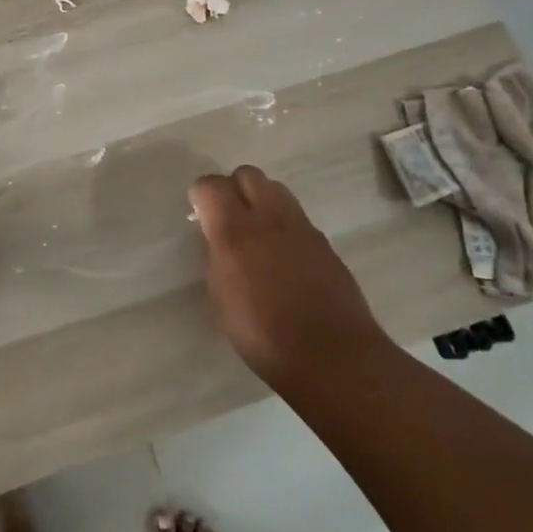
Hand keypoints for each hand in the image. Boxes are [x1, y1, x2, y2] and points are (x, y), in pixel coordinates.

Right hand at [189, 165, 388, 390]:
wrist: (333, 356)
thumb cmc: (263, 335)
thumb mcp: (221, 298)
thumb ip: (217, 258)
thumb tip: (219, 241)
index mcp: (234, 231)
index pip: (210, 185)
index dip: (201, 196)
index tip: (199, 217)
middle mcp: (268, 218)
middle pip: (247, 174)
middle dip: (233, 188)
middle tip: (228, 218)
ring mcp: (302, 228)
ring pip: (277, 189)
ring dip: (262, 201)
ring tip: (258, 234)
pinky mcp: (325, 243)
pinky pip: (298, 218)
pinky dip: (285, 226)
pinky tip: (285, 259)